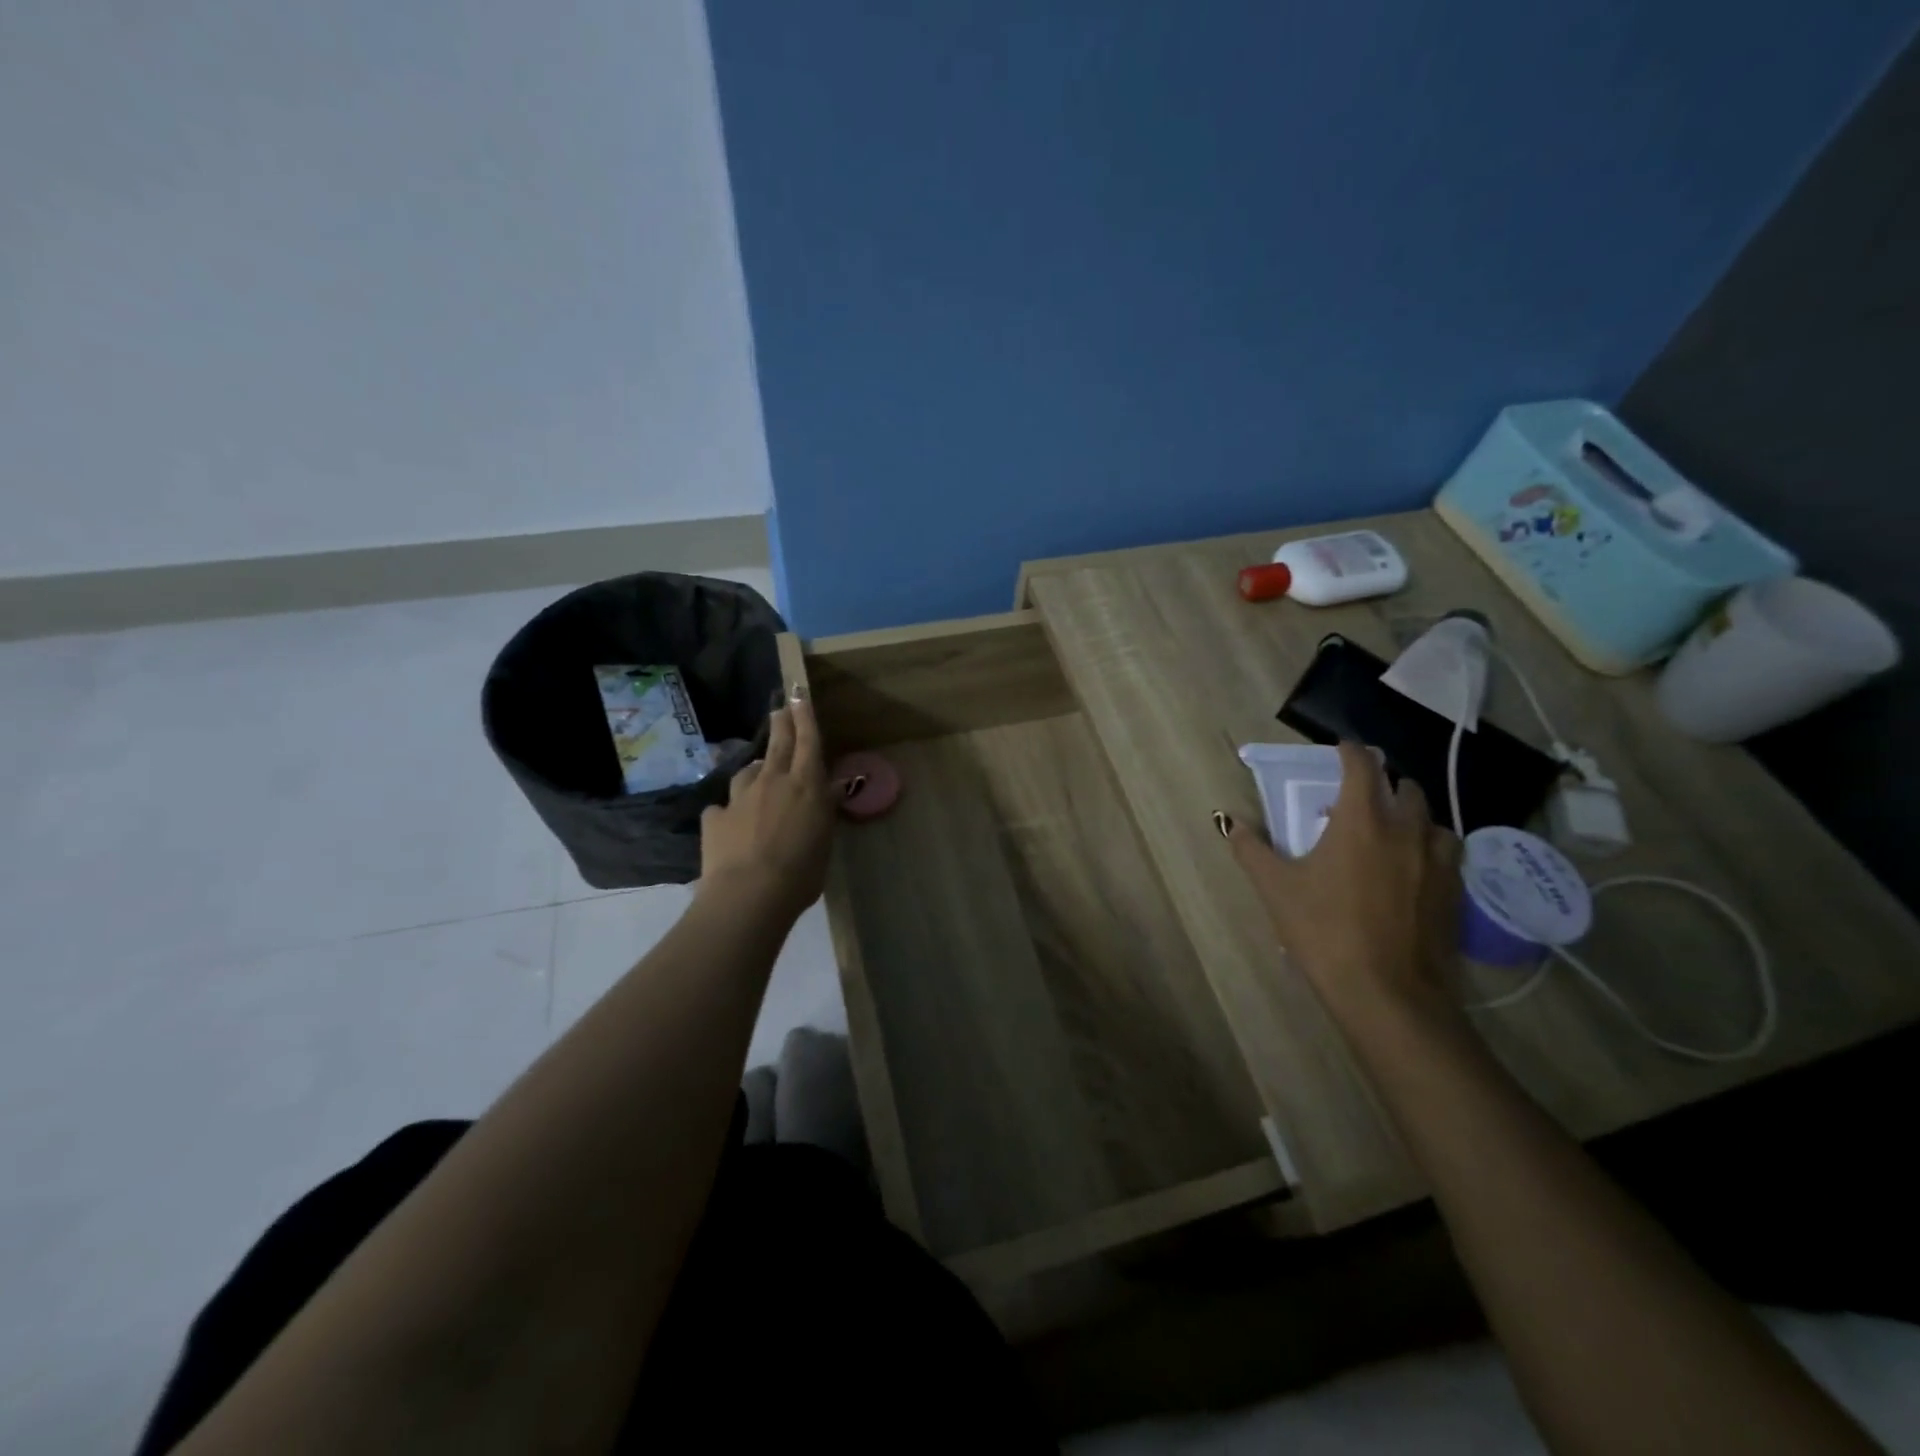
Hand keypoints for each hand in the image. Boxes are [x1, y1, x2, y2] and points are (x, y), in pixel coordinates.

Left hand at [699, 688, 834, 919]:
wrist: (749, 894)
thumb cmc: (801, 872)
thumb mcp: (824, 842)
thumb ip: (822, 813)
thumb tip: (828, 793)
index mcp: (805, 786)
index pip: (808, 742)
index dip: (805, 717)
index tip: (800, 695)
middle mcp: (772, 782)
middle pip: (777, 745)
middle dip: (781, 723)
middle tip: (780, 708)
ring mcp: (740, 798)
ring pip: (747, 773)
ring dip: (755, 771)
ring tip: (757, 776)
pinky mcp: (715, 817)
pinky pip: (723, 808)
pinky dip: (729, 812)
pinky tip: (730, 824)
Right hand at [1222, 741, 1463, 1031]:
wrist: (1388, 994)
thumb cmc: (1324, 931)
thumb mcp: (1276, 888)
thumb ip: (1251, 849)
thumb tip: (1231, 822)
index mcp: (1362, 821)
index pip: (1362, 766)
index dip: (1350, 752)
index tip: (1341, 748)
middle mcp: (1407, 830)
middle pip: (1405, 788)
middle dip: (1384, 782)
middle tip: (1361, 795)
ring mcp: (1438, 862)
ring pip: (1432, 820)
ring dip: (1412, 815)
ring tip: (1392, 831)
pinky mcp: (1455, 893)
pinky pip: (1447, 853)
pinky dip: (1429, 847)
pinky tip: (1412, 869)